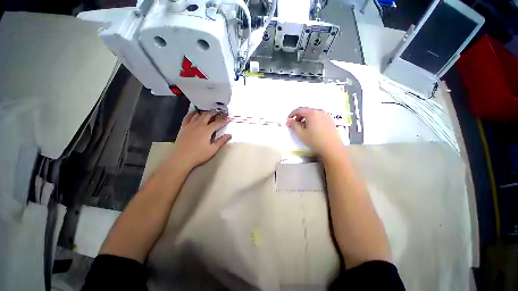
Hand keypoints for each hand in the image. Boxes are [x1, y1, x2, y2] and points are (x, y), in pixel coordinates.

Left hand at [172, 111, 231, 169]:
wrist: (182, 158)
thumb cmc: (199, 155)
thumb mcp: (213, 149)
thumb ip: (221, 141)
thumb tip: (229, 135)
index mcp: (207, 130)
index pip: (218, 123)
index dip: (224, 120)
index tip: (229, 117)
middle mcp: (199, 125)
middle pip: (207, 115)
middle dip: (214, 113)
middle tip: (219, 112)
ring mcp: (190, 125)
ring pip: (198, 114)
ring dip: (204, 112)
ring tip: (209, 112)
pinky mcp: (184, 127)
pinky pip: (188, 117)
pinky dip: (192, 113)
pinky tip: (195, 112)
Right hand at [287, 107, 342, 158]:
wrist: (331, 147)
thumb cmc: (314, 140)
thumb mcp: (301, 134)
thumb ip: (293, 125)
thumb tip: (289, 120)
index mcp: (312, 113)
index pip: (299, 110)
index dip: (292, 114)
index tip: (289, 120)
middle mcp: (320, 111)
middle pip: (306, 110)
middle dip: (299, 116)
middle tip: (295, 124)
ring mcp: (326, 115)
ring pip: (313, 113)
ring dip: (306, 118)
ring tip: (304, 127)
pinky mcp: (330, 120)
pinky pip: (319, 116)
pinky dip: (313, 119)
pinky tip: (312, 128)